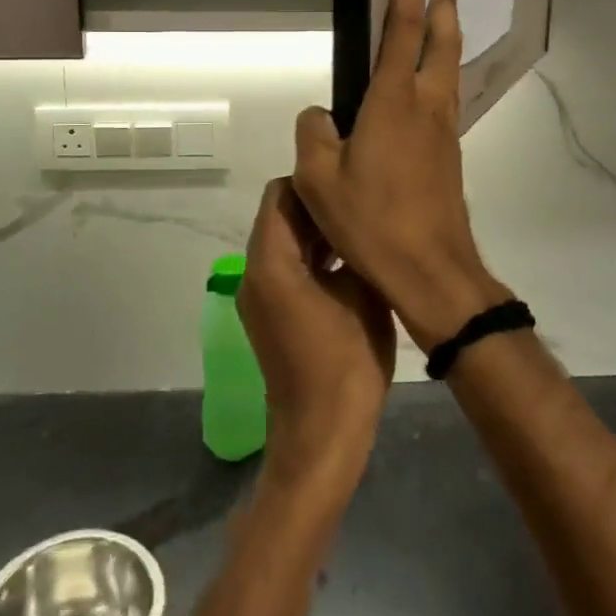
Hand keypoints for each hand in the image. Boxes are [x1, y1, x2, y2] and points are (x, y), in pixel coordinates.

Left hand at [238, 179, 396, 487]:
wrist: (323, 433)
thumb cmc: (346, 361)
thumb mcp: (362, 293)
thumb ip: (354, 245)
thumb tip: (356, 217)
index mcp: (270, 261)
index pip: (281, 193)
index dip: (316, 183)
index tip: (350, 184)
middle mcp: (253, 272)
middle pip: (279, 216)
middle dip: (318, 208)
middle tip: (362, 204)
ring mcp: (258, 295)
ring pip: (283, 242)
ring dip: (316, 234)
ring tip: (360, 231)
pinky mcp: (268, 315)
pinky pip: (285, 268)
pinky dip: (311, 259)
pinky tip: (348, 264)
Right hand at [293, 0, 511, 350]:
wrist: (431, 270)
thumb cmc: (371, 221)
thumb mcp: (319, 179)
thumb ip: (313, 134)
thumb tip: (320, 115)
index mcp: (393, 100)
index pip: (401, 27)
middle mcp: (426, 105)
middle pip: (440, 41)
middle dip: (441, 4)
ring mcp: (444, 130)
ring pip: (448, 69)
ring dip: (446, 38)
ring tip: (444, 17)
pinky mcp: (449, 155)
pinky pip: (446, 100)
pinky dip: (442, 75)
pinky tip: (431, 89)